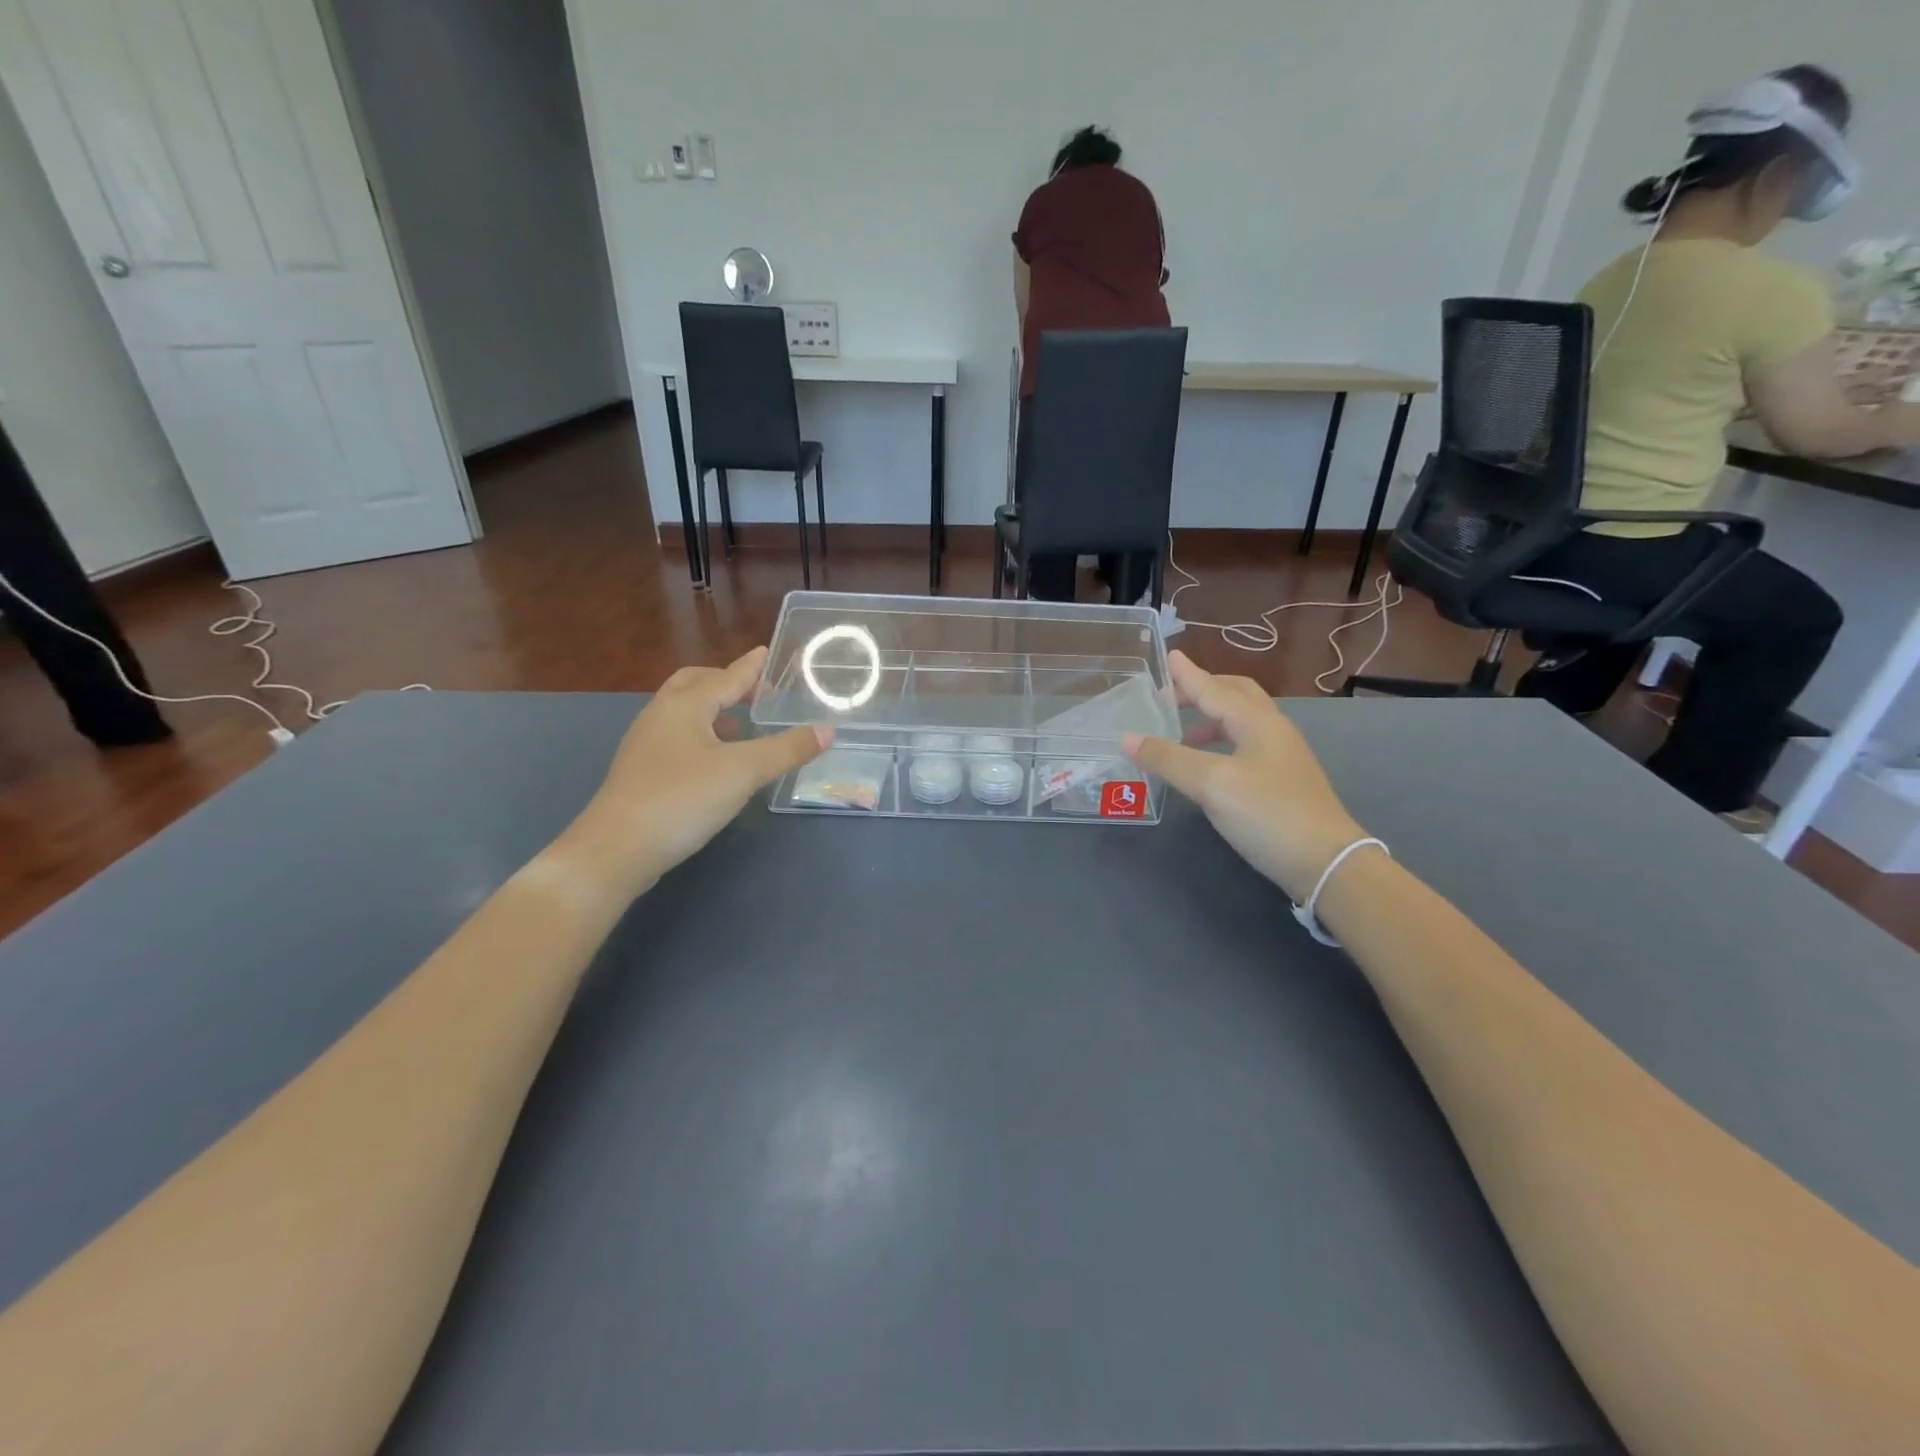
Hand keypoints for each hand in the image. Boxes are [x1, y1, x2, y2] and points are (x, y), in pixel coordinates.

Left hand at [555, 647, 828, 897]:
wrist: (616, 849)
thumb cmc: (682, 798)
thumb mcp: (744, 772)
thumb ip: (787, 749)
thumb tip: (827, 730)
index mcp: (684, 706)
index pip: (725, 677)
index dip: (750, 667)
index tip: (766, 652)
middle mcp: (660, 716)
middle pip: (694, 684)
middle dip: (725, 683)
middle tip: (755, 692)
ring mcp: (646, 744)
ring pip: (683, 712)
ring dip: (712, 710)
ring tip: (741, 726)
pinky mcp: (641, 772)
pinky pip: (677, 737)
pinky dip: (701, 735)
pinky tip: (716, 762)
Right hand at [1124, 651, 1365, 901]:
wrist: (1326, 862)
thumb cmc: (1268, 814)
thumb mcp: (1211, 784)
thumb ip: (1168, 759)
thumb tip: (1127, 738)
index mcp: (1257, 722)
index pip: (1215, 689)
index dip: (1188, 675)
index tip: (1169, 657)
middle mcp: (1272, 731)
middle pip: (1236, 696)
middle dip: (1203, 690)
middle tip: (1170, 696)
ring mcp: (1282, 757)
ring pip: (1242, 722)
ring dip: (1210, 718)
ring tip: (1181, 732)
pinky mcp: (1283, 781)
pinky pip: (1245, 745)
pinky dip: (1220, 743)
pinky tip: (1207, 766)